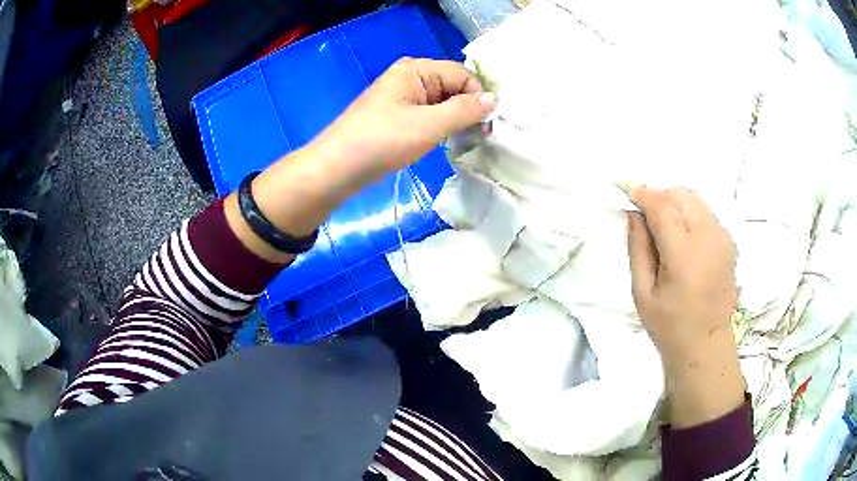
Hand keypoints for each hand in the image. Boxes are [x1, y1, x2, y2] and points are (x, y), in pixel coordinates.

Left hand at [310, 57, 496, 183]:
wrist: (337, 168)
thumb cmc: (382, 142)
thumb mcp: (429, 125)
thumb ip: (464, 110)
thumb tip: (494, 99)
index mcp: (416, 69)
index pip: (462, 74)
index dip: (478, 97)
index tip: (488, 127)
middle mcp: (410, 76)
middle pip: (453, 87)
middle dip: (468, 109)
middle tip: (480, 137)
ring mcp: (402, 96)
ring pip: (442, 103)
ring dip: (455, 120)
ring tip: (463, 142)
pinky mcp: (397, 115)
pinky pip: (428, 114)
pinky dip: (440, 127)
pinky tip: (444, 142)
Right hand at [627, 186, 743, 426]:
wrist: (706, 345)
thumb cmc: (669, 326)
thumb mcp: (642, 293)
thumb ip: (638, 248)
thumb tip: (634, 213)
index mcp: (684, 255)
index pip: (662, 206)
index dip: (642, 193)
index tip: (625, 190)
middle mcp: (708, 238)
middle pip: (679, 195)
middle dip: (658, 197)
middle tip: (644, 217)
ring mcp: (723, 238)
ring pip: (694, 199)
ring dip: (674, 203)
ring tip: (663, 227)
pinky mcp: (729, 241)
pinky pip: (705, 212)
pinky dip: (689, 213)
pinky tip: (682, 237)